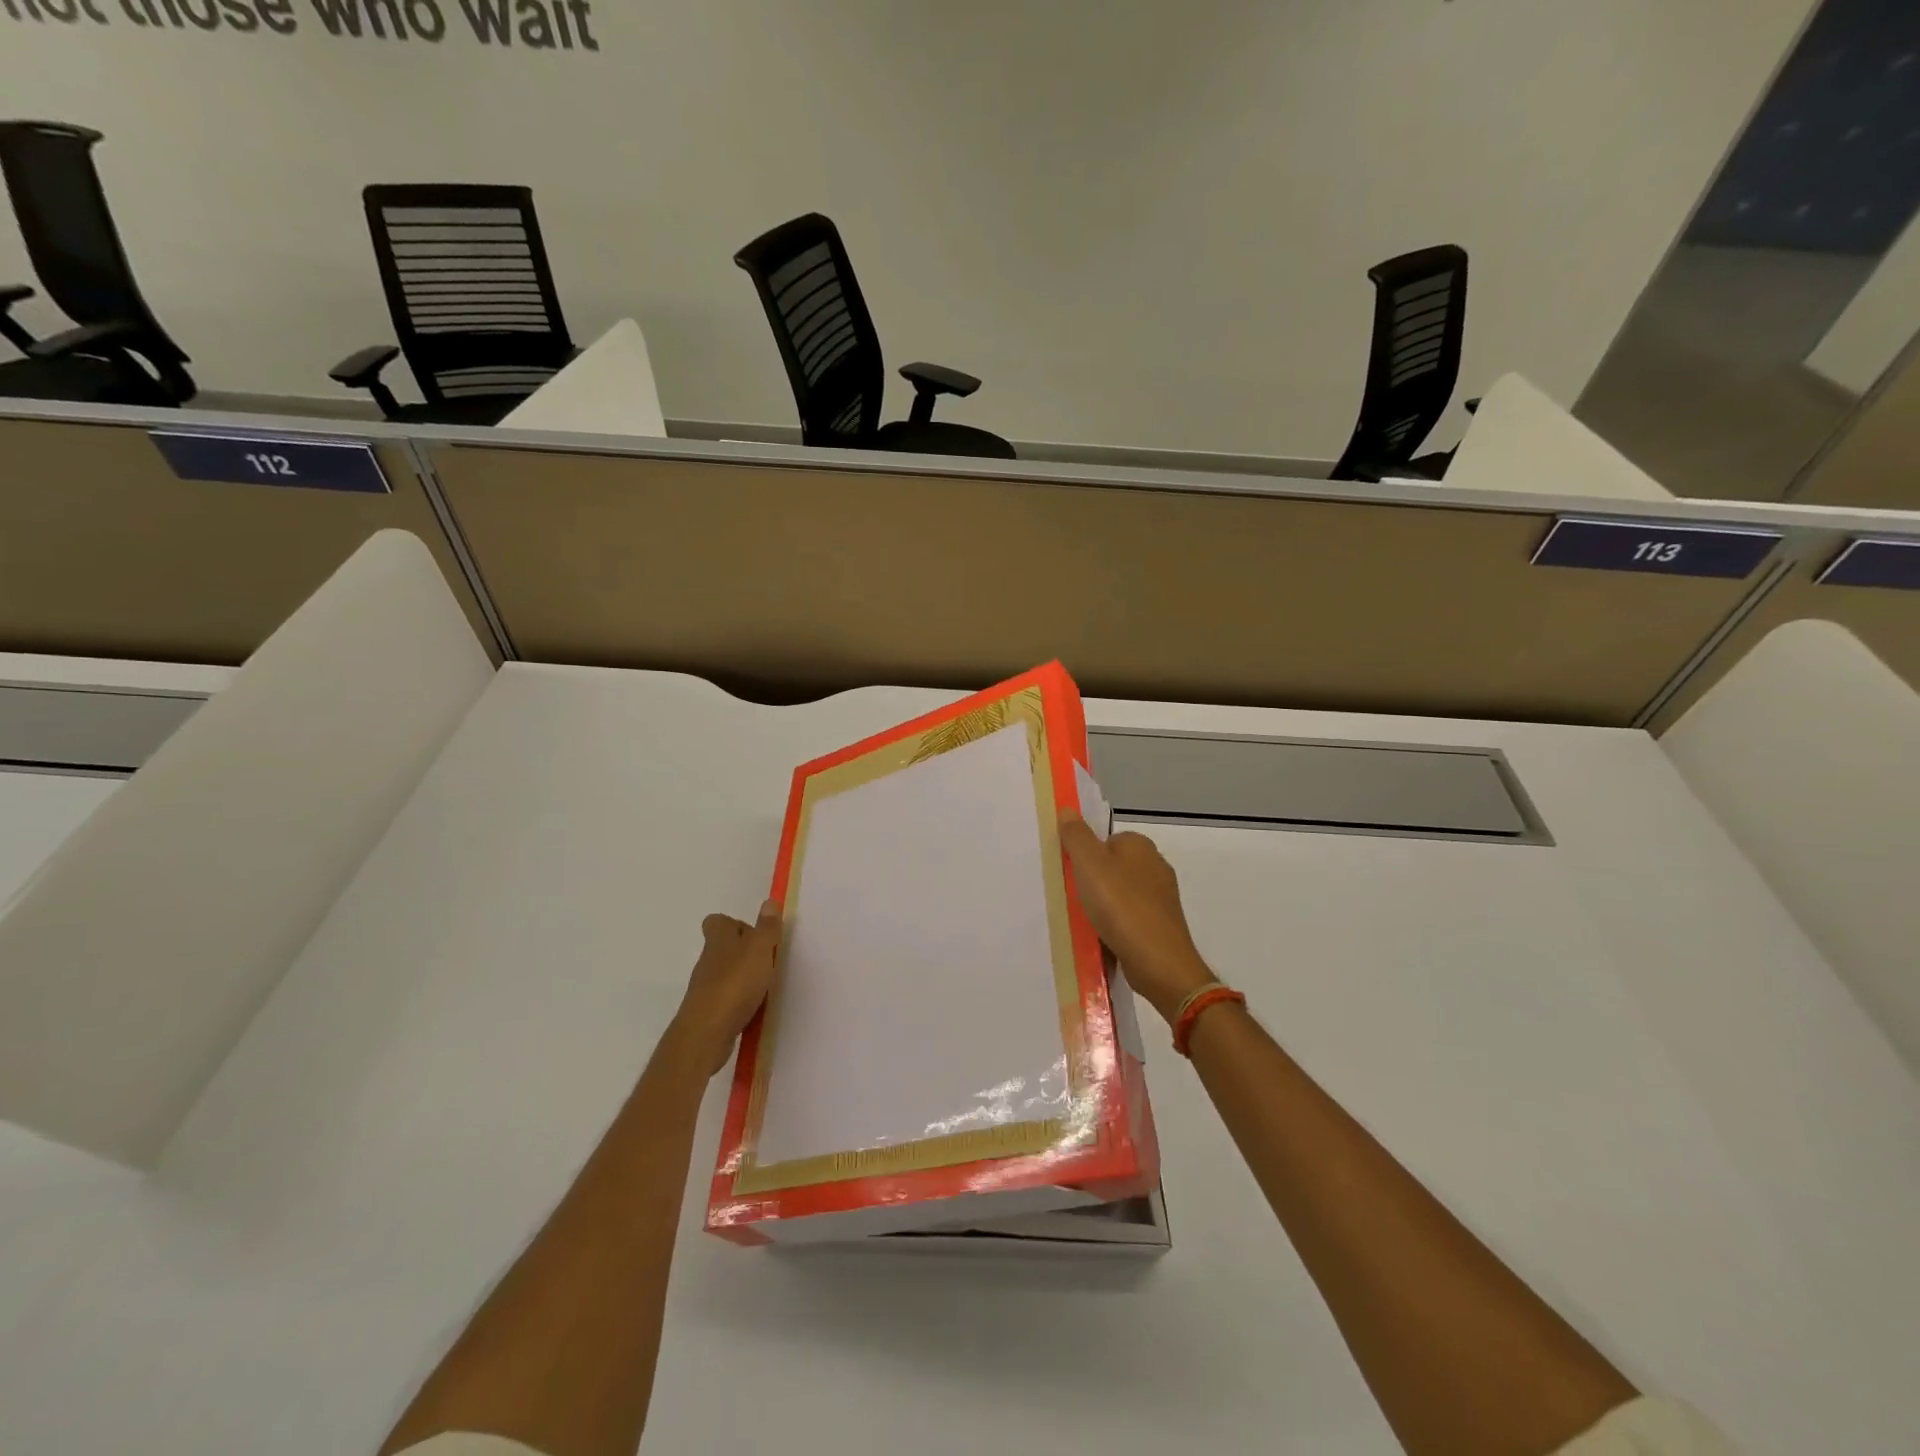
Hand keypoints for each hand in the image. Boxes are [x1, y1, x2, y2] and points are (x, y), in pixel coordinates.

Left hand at [672, 900, 781, 1075]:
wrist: (706, 1034)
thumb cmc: (735, 984)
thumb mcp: (759, 949)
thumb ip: (767, 927)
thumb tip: (769, 901)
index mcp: (719, 939)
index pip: (718, 921)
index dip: (736, 923)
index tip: (757, 935)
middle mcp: (708, 960)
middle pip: (723, 946)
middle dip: (745, 951)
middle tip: (768, 960)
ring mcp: (705, 987)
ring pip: (725, 972)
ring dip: (743, 976)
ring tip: (765, 986)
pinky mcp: (708, 1011)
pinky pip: (726, 997)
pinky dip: (739, 999)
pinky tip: (754, 1008)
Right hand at [1059, 814, 1215, 1024]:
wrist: (1159, 962)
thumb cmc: (1121, 907)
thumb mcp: (1090, 865)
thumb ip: (1077, 836)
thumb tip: (1068, 810)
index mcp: (1140, 845)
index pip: (1105, 840)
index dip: (1084, 854)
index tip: (1068, 872)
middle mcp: (1155, 866)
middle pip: (1112, 867)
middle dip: (1092, 881)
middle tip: (1070, 896)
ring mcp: (1161, 898)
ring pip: (1120, 894)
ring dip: (1102, 906)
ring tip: (1082, 920)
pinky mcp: (1161, 925)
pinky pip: (1129, 919)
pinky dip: (1115, 926)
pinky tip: (1101, 938)